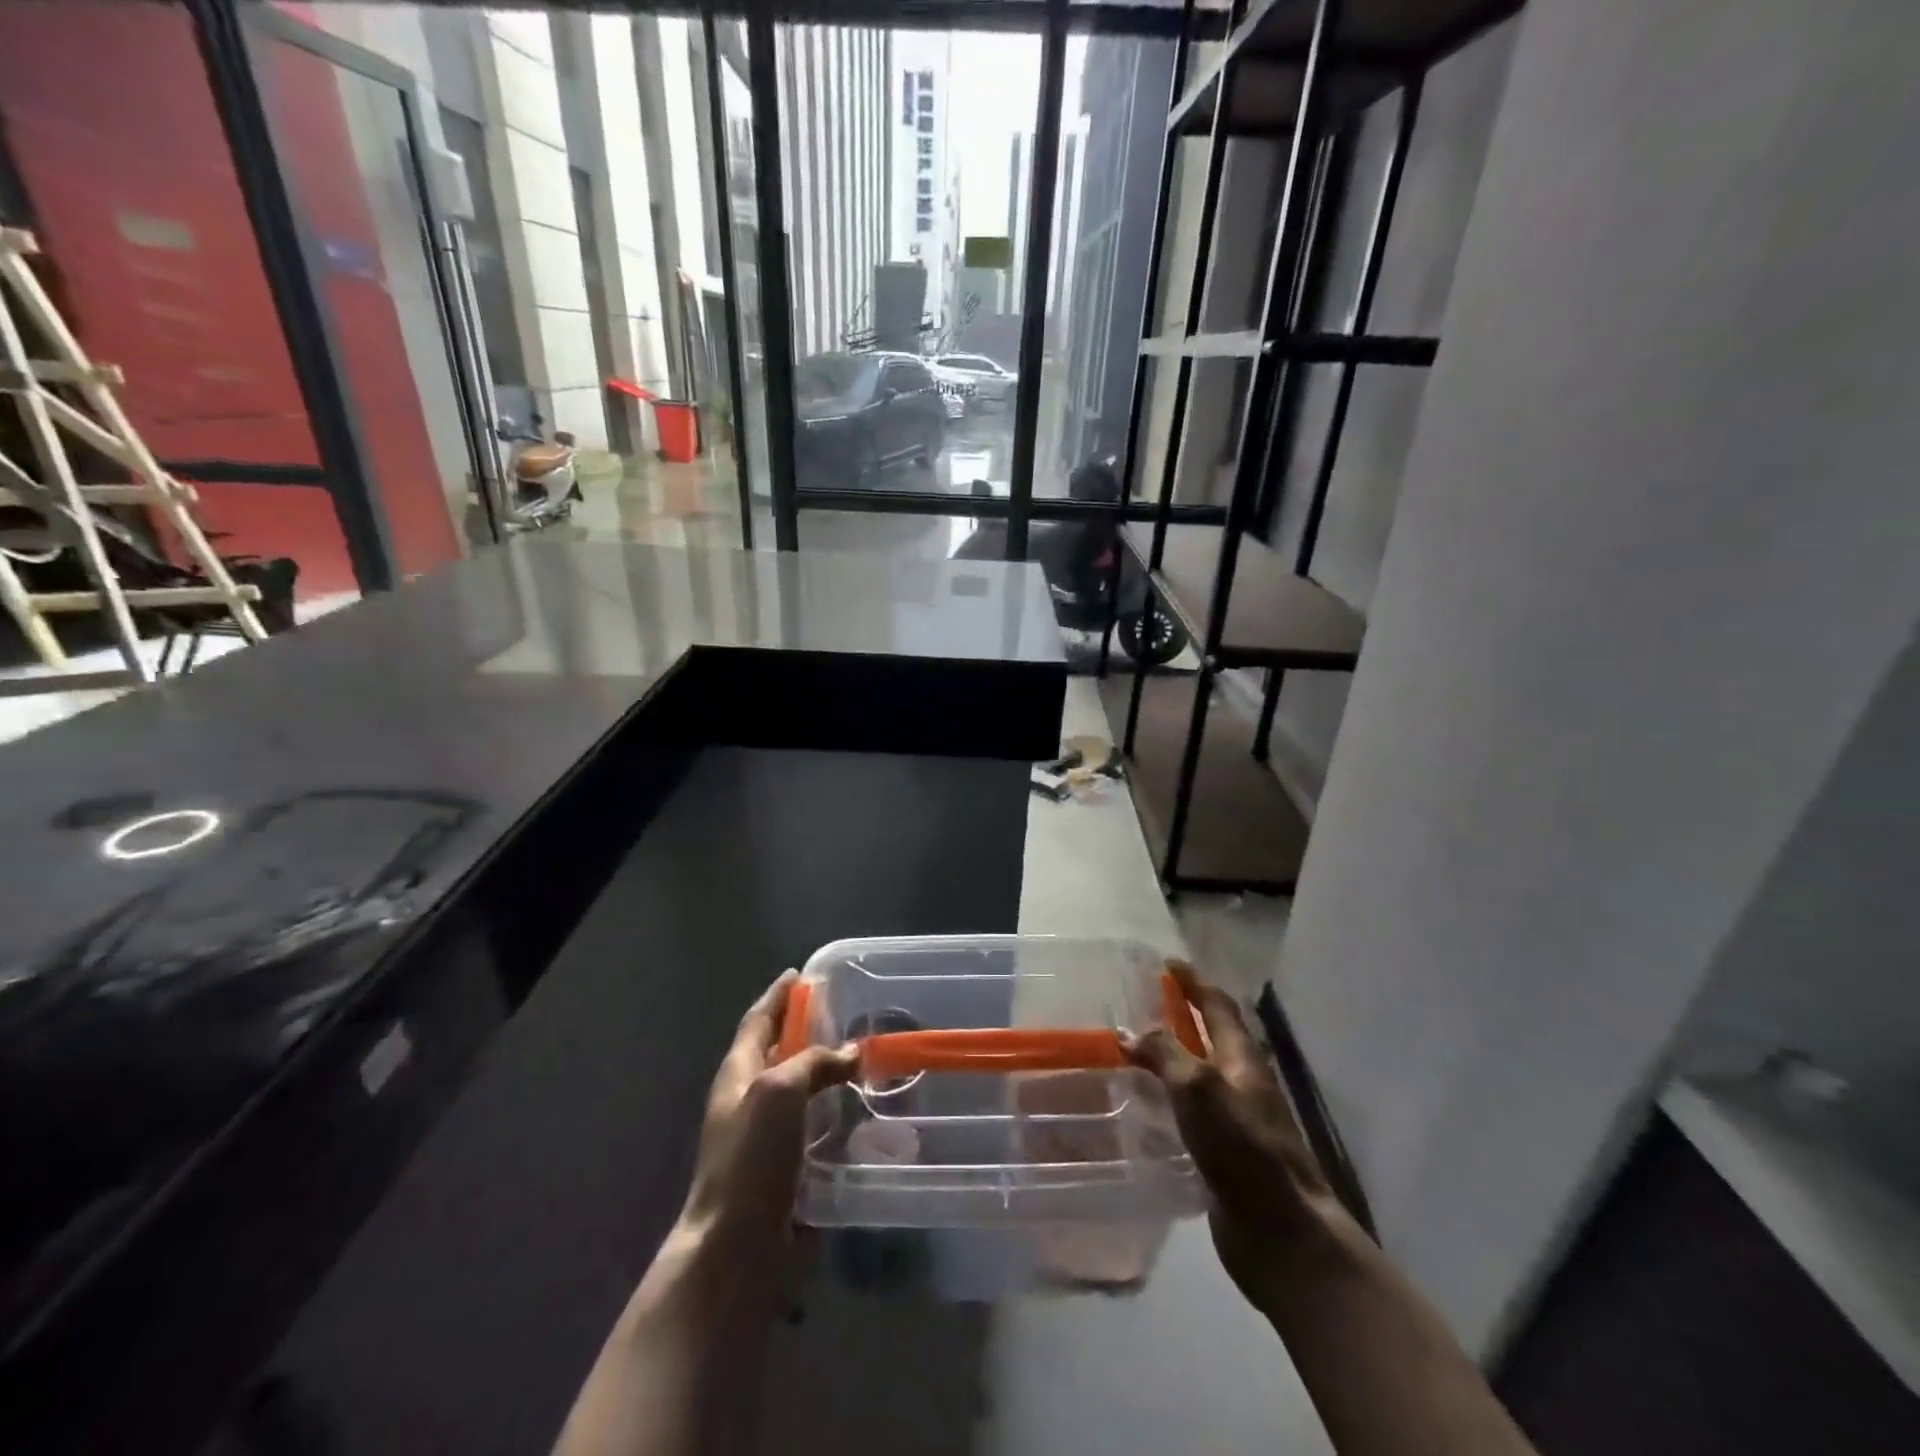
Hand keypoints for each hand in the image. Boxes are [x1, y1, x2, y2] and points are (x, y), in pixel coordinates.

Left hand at [678, 970, 857, 1251]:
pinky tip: (861, 1110)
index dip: (778, 996)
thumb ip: (814, 1062)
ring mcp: (764, 1137)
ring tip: (861, 1055)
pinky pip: (812, 1125)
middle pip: (777, 1051)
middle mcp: (748, 1099)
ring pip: (798, 1088)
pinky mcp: (784, 1168)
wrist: (734, 1249)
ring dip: (824, 1069)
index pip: (758, 1020)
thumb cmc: (750, 1159)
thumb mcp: (779, 1091)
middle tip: (843, 1011)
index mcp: (738, 1073)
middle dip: (804, 1028)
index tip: (800, 974)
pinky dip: (834, 1109)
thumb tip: (851, 1052)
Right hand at [1120, 960, 1341, 1308]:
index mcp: (1242, 1059)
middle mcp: (1241, 1082)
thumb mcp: (1199, 1088)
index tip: (1168, 962)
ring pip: (1200, 1075)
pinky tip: (1146, 1107)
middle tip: (1144, 1002)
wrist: (1282, 1232)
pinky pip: (1192, 1113)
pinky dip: (1170, 1098)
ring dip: (1173, 1057)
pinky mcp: (1224, 1154)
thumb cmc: (1243, 1148)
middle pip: (1211, 1037)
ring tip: (1134, 1050)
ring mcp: (1236, 1120)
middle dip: (1182, 1015)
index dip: (1193, 982)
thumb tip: (1129, 1030)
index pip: (1217, 1006)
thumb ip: (1164, 1054)